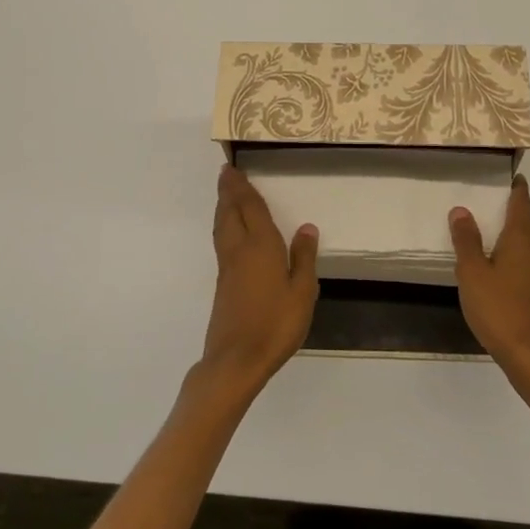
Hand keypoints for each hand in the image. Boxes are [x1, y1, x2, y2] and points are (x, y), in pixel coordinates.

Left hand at [200, 164, 319, 400]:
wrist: (237, 359)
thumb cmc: (276, 324)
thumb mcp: (302, 292)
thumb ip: (304, 258)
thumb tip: (307, 227)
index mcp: (260, 246)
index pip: (250, 208)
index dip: (242, 188)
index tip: (233, 169)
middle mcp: (239, 249)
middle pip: (230, 212)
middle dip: (228, 191)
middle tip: (226, 173)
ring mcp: (227, 266)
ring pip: (222, 225)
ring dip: (223, 206)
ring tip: (226, 194)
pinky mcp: (223, 282)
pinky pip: (222, 240)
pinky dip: (224, 224)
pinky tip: (230, 230)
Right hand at [450, 177, 529, 381]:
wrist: (529, 355)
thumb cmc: (499, 308)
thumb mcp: (473, 272)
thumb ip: (466, 240)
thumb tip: (461, 209)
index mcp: (522, 241)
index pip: (522, 204)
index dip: (516, 188)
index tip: (508, 174)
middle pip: (525, 222)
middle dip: (509, 208)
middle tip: (487, 196)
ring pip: (524, 243)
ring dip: (508, 232)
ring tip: (485, 227)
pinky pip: (522, 261)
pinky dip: (509, 253)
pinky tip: (492, 262)